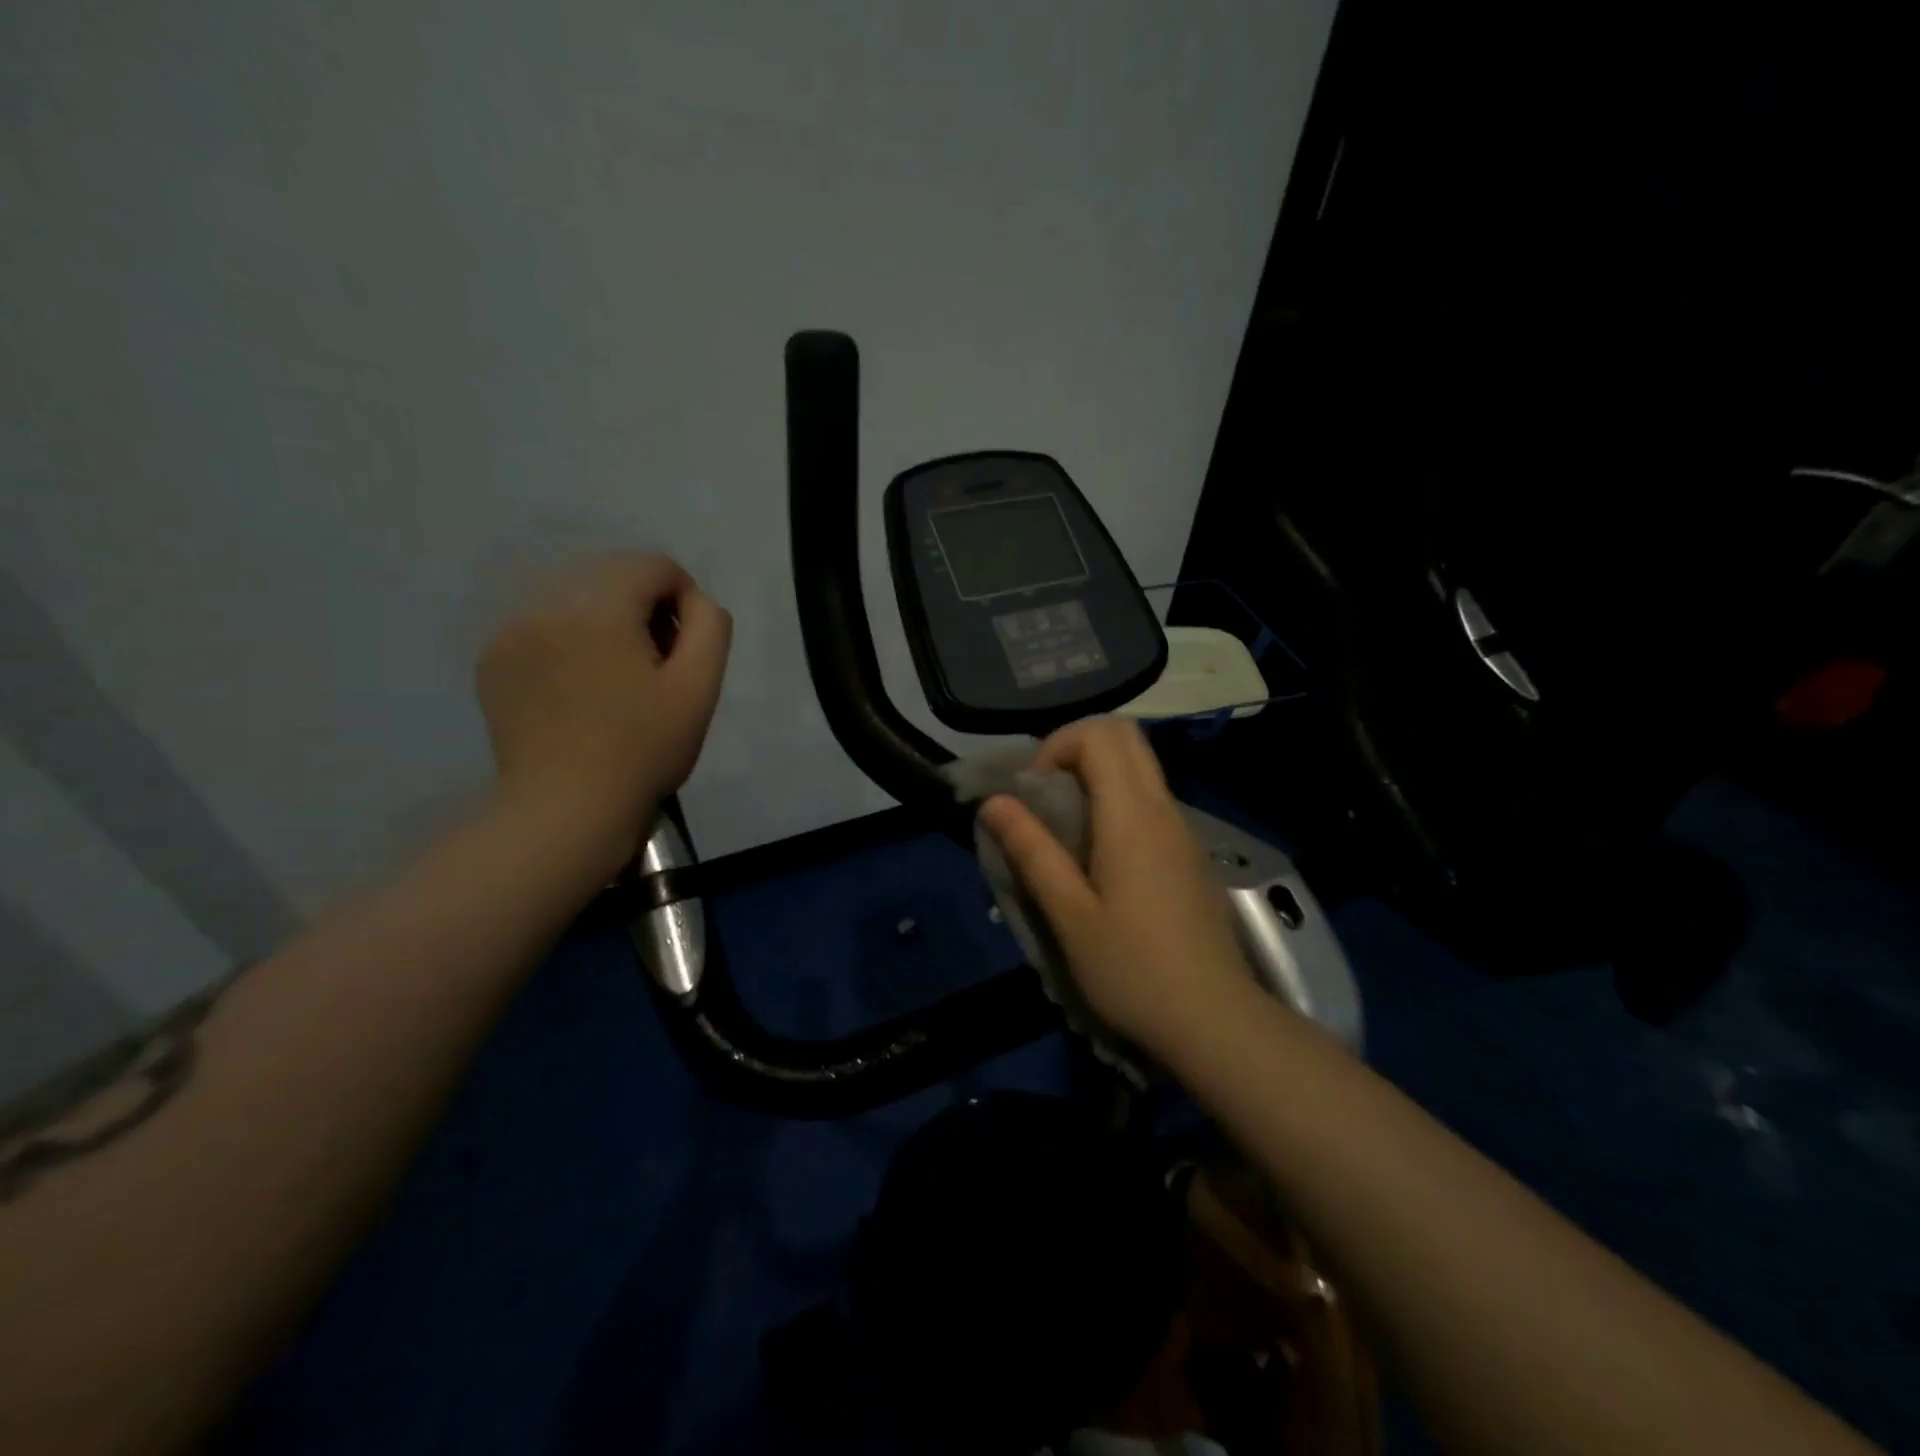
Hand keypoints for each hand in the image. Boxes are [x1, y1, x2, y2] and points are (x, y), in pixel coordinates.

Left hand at [476, 553, 730, 872]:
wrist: (566, 809)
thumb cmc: (643, 749)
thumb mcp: (700, 687)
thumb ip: (710, 625)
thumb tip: (692, 600)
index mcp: (601, 607)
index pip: (653, 565)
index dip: (683, 598)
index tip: (684, 647)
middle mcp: (548, 603)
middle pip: (611, 576)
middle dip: (643, 608)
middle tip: (653, 665)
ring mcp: (512, 631)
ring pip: (575, 598)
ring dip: (605, 622)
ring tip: (615, 678)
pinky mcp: (494, 659)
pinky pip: (543, 625)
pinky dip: (569, 640)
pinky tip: (579, 689)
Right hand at [979, 718, 1259, 1058]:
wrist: (1215, 1020)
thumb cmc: (1133, 969)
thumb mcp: (1069, 915)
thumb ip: (1031, 850)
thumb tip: (993, 801)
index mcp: (1132, 815)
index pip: (1099, 733)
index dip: (1055, 747)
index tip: (1032, 795)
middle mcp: (1163, 808)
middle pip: (1124, 737)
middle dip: (1074, 750)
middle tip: (1044, 799)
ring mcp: (1182, 830)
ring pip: (1139, 768)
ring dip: (1095, 777)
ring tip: (1063, 831)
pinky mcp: (1188, 854)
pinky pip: (1149, 801)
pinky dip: (1115, 803)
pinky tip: (1098, 859)